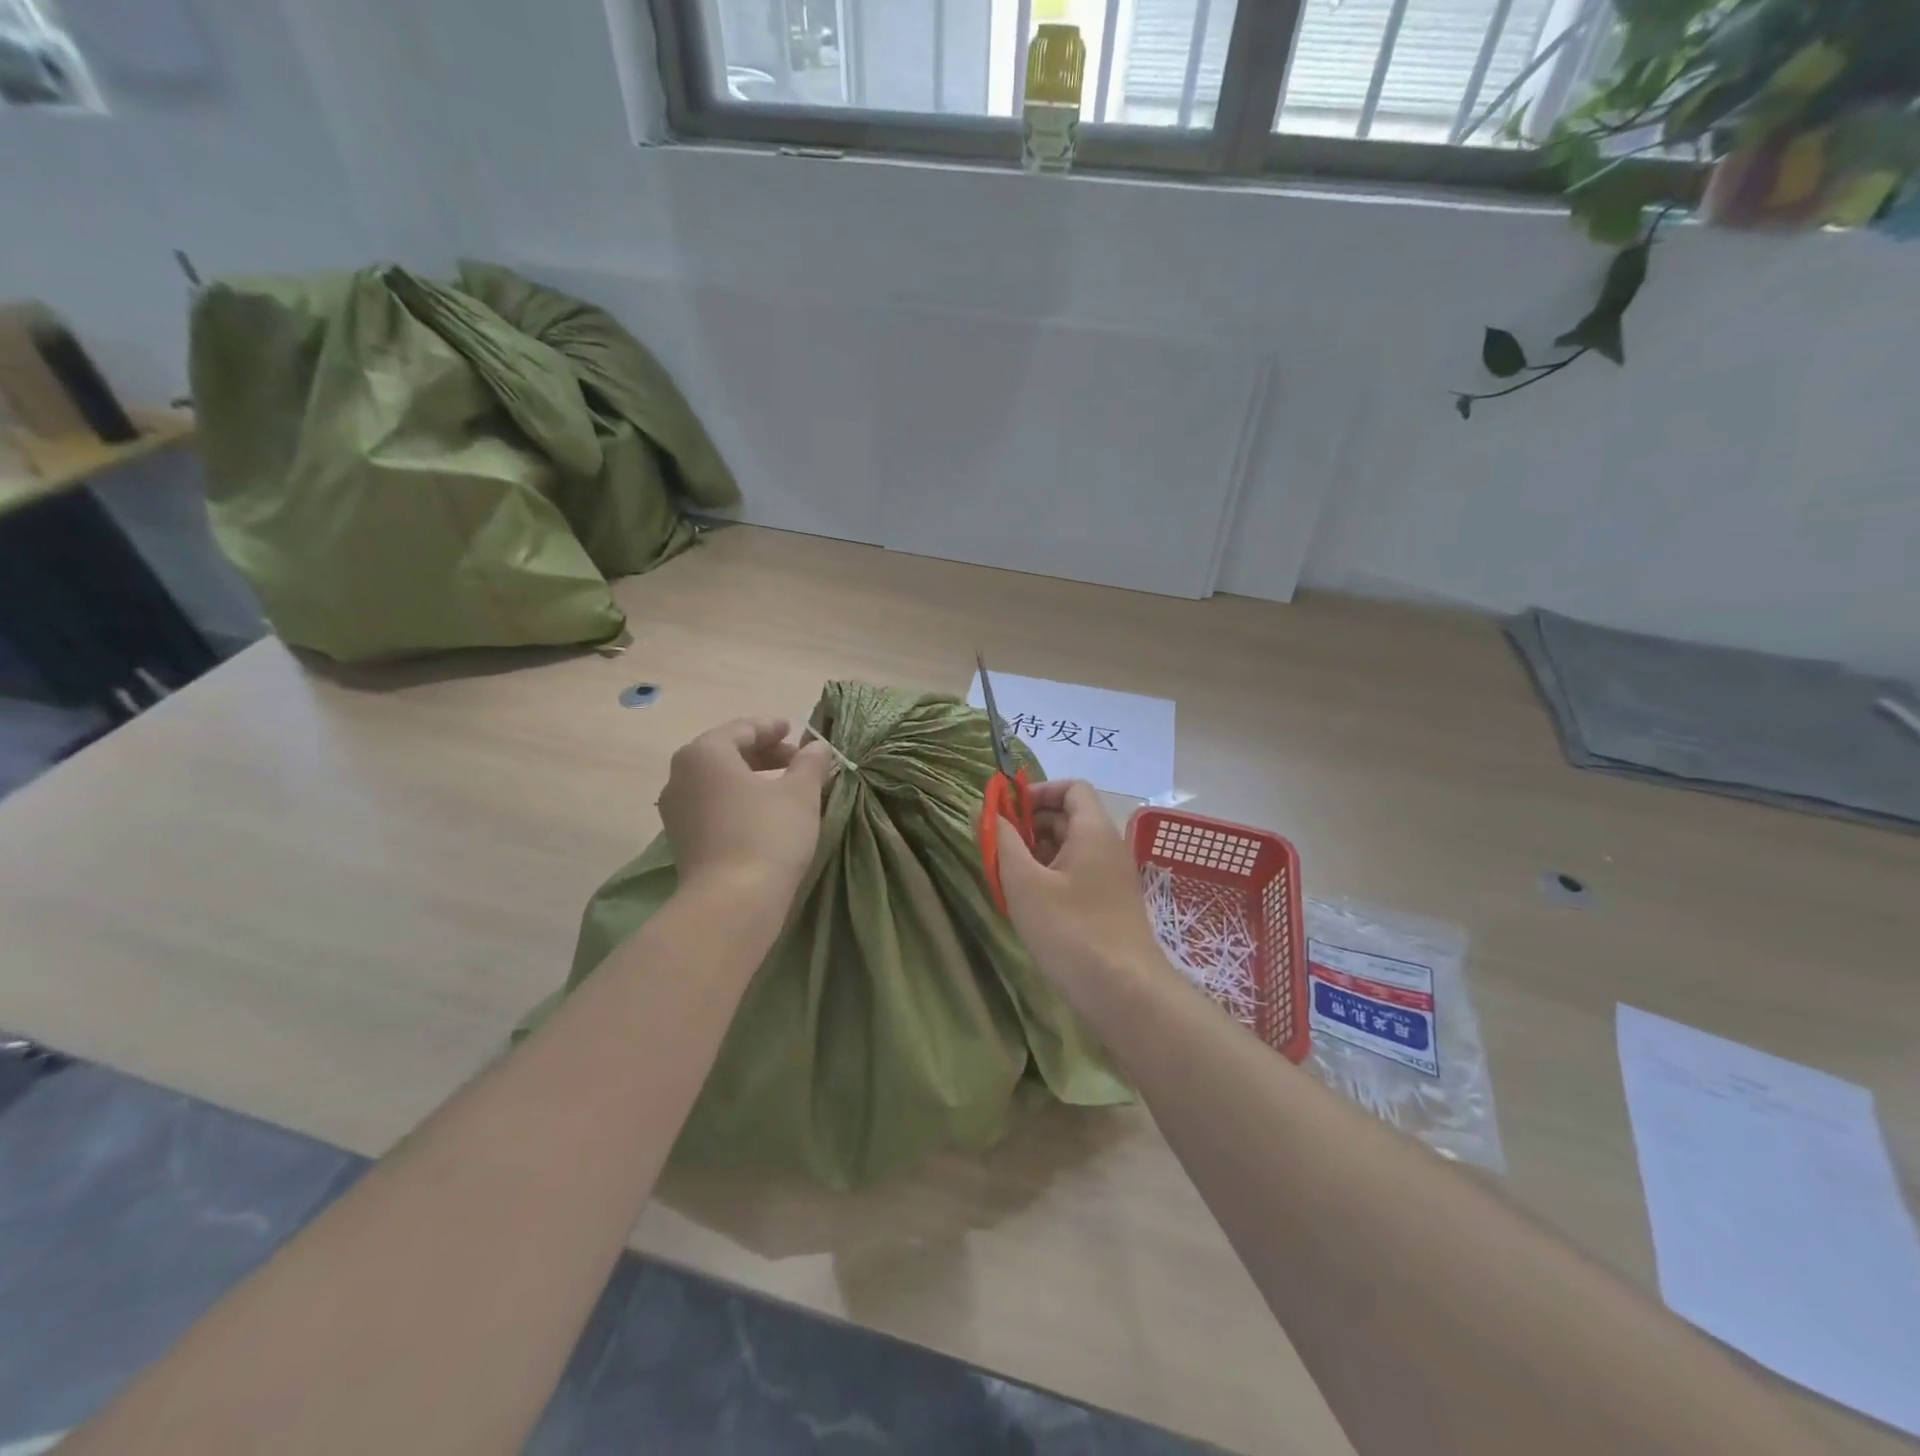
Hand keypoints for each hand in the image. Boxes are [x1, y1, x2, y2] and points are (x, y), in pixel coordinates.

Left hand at [659, 718, 832, 898]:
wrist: (732, 902)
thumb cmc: (768, 833)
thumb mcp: (800, 793)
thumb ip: (810, 763)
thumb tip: (818, 746)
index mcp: (705, 753)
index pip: (742, 729)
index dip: (772, 728)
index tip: (795, 730)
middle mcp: (681, 776)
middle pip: (726, 753)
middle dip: (764, 753)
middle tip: (797, 760)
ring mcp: (677, 810)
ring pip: (718, 782)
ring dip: (751, 778)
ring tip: (785, 787)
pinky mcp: (682, 840)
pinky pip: (712, 806)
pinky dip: (738, 801)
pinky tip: (764, 813)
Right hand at [994, 780, 1167, 1005]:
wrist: (1125, 993)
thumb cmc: (1071, 931)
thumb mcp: (1025, 884)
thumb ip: (1003, 842)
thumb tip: (986, 809)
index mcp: (1094, 831)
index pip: (1071, 787)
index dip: (1037, 791)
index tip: (1007, 813)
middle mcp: (1108, 846)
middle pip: (1069, 816)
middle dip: (1031, 825)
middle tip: (998, 848)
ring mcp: (1112, 877)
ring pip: (1071, 848)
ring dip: (1038, 853)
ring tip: (1008, 877)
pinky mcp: (1110, 904)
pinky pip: (1078, 874)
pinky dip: (1051, 877)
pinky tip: (1030, 903)